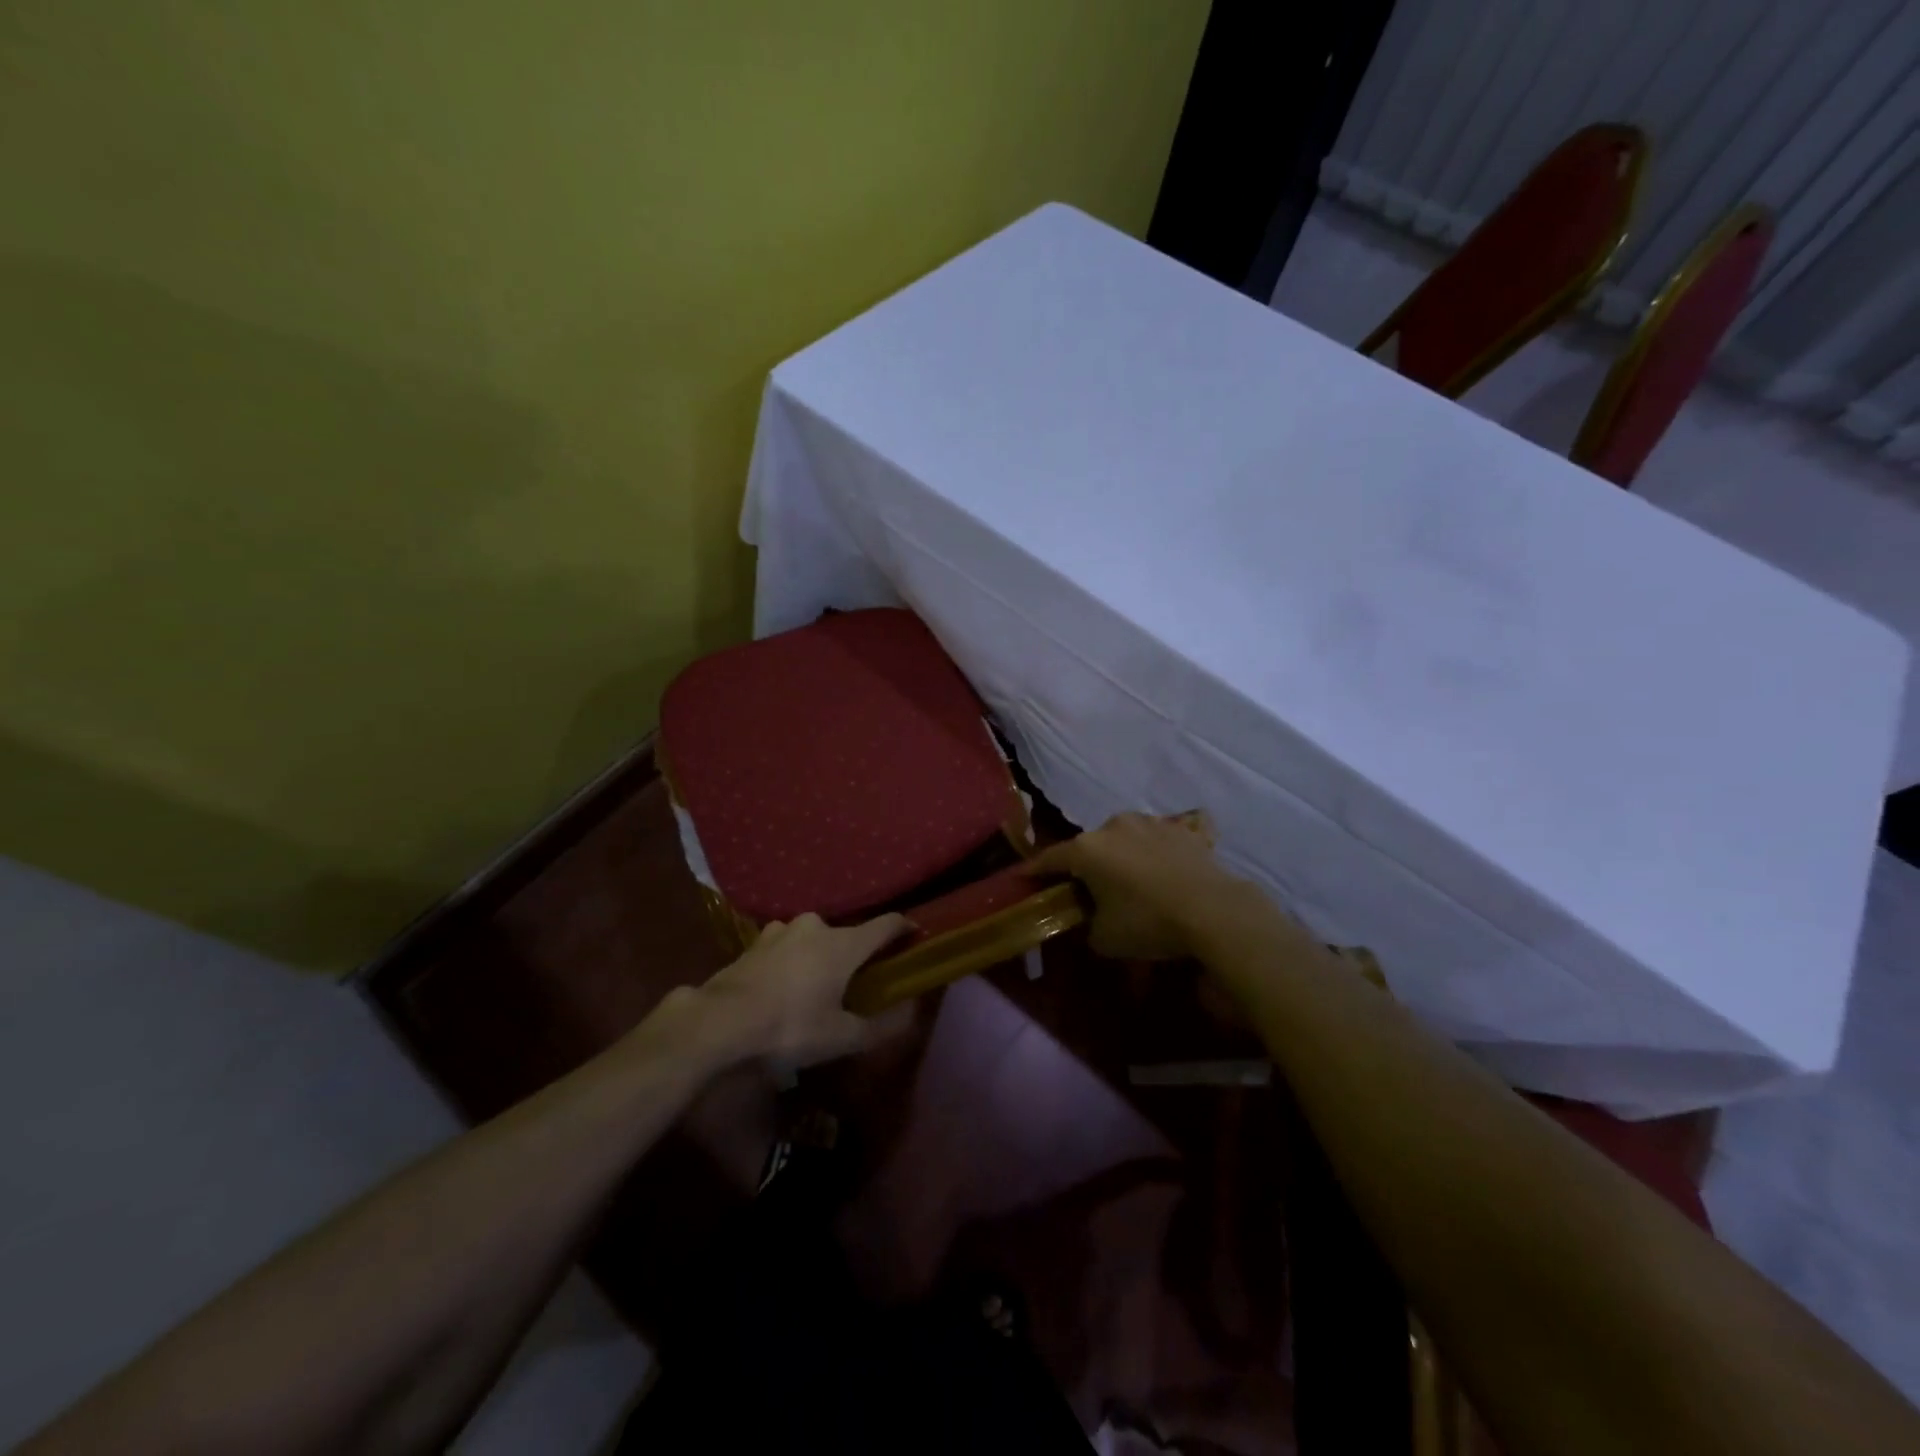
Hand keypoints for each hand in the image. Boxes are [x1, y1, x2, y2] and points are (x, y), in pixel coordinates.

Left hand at [679, 912, 912, 1068]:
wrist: (720, 1021)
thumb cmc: (789, 1026)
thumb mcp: (841, 1037)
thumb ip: (881, 1026)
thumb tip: (913, 1013)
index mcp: (844, 943)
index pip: (886, 924)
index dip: (905, 928)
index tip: (916, 935)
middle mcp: (817, 926)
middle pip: (849, 933)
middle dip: (857, 953)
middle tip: (860, 979)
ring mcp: (783, 929)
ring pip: (815, 938)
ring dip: (822, 955)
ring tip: (819, 983)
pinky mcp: (756, 941)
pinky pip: (787, 945)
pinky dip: (794, 959)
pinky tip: (786, 983)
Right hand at [1025, 811, 1255, 959]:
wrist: (1213, 910)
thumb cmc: (1148, 922)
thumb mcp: (1104, 938)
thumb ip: (1087, 924)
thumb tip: (1091, 918)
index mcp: (1087, 849)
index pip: (1050, 858)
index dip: (1034, 870)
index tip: (1022, 876)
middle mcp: (1113, 826)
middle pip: (1088, 846)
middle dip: (1085, 864)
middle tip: (1087, 887)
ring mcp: (1150, 822)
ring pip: (1123, 838)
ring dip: (1121, 855)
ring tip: (1130, 879)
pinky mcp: (1181, 828)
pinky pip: (1157, 839)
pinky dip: (1154, 852)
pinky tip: (1163, 870)